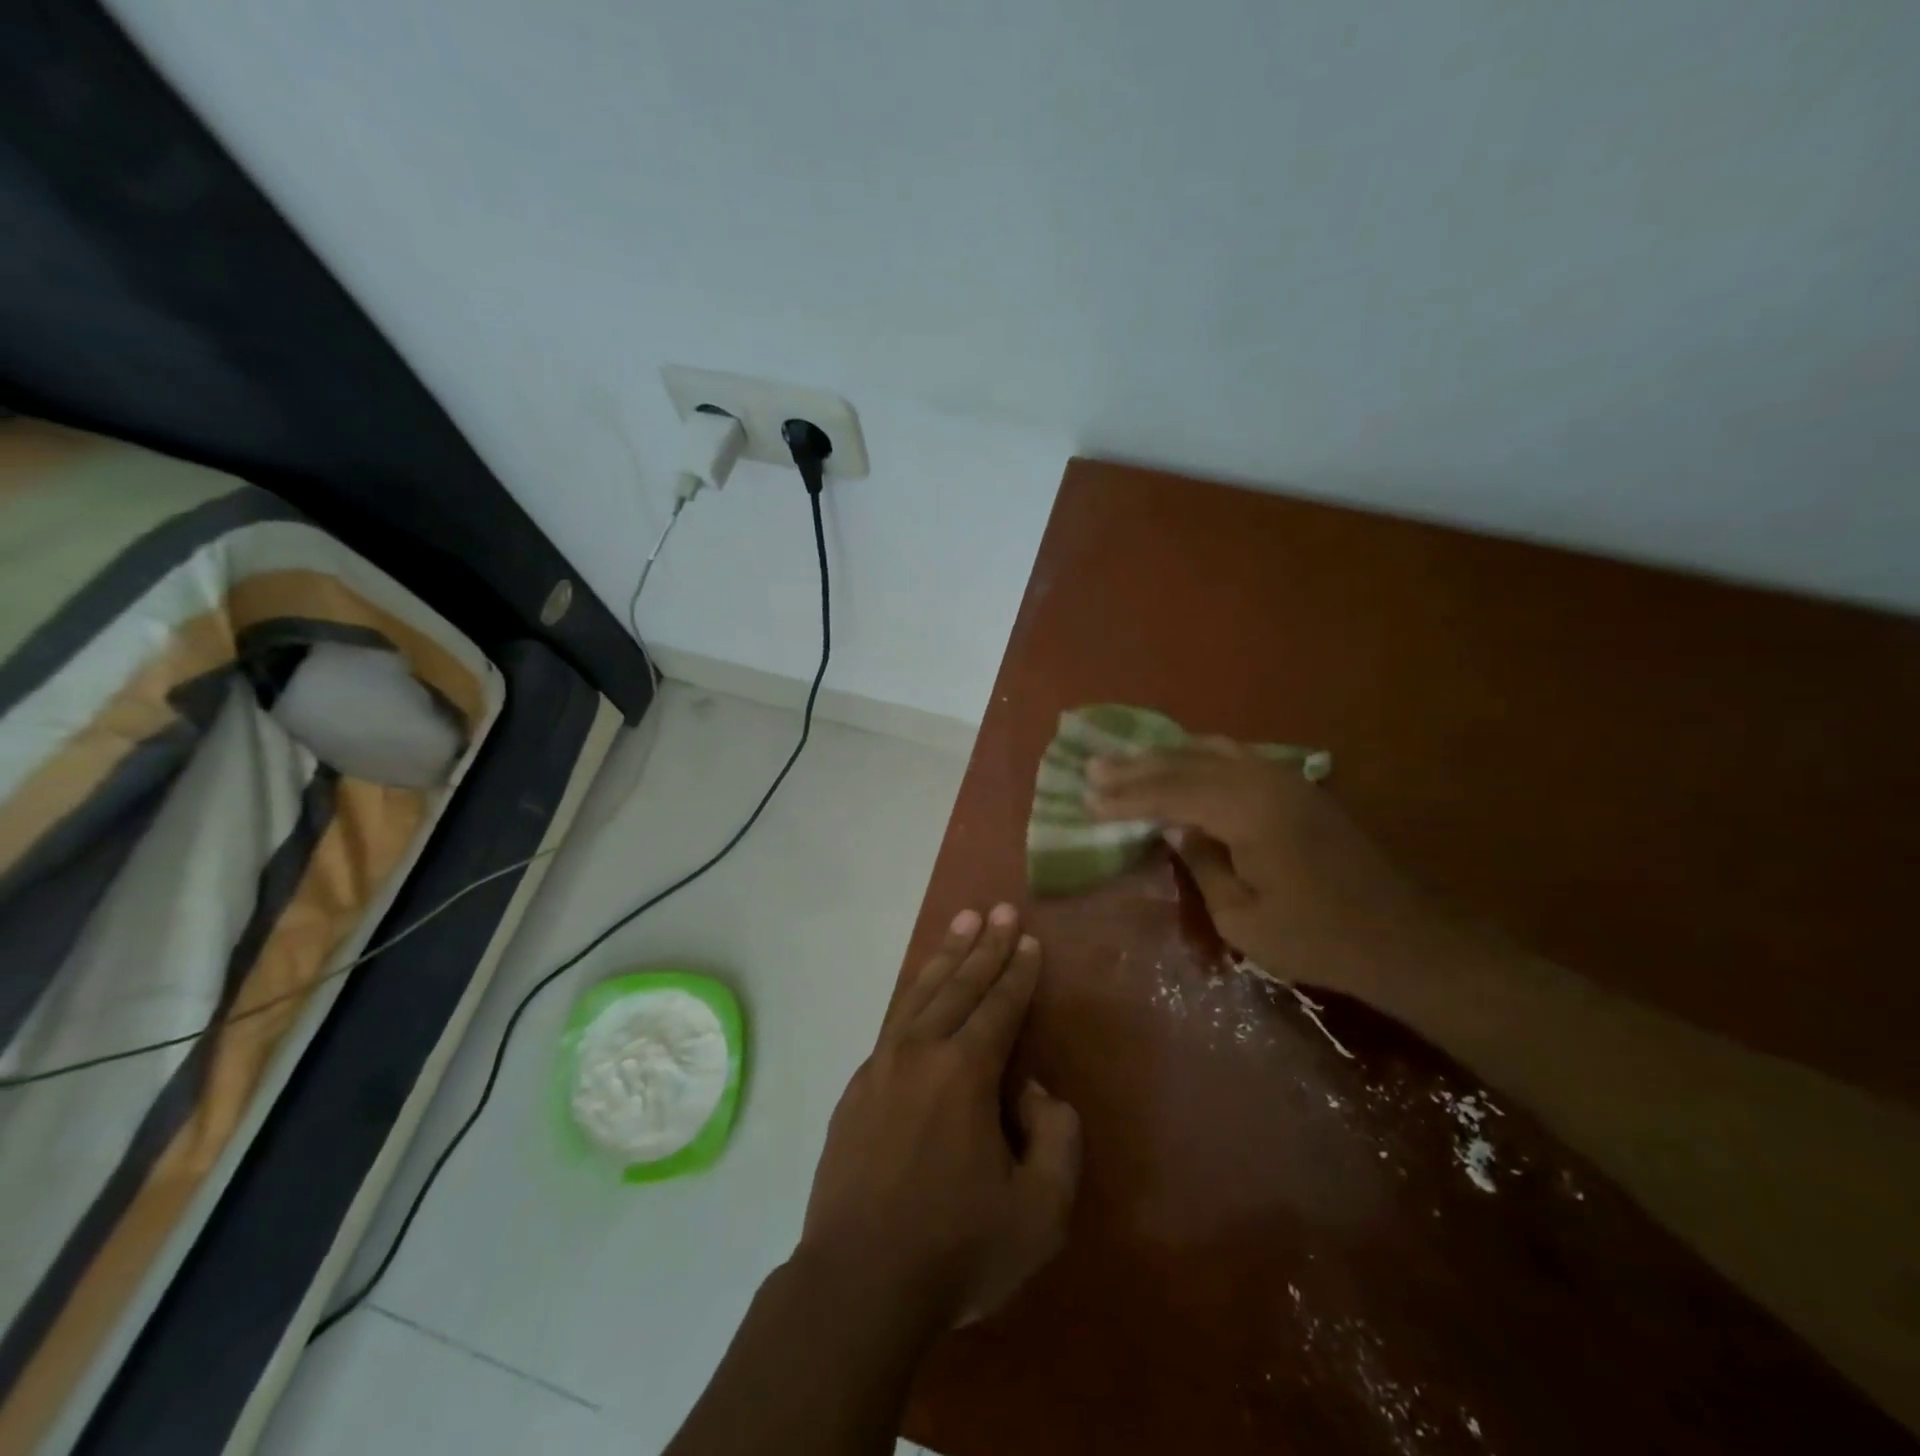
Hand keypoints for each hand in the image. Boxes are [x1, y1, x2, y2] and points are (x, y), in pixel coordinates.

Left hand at [796, 904, 1080, 1329]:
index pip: (1000, 1006)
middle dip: (984, 946)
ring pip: (920, 994)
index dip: (1018, 971)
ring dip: (946, 957)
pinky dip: (915, 994)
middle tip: (997, 908)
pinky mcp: (856, 1089)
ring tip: (961, 922)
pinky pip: (894, 1023)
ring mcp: (881, 1066)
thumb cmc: (955, 1248)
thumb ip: (1056, 1139)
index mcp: (964, 1072)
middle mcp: (921, 1052)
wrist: (857, 1283)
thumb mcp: (1039, 1211)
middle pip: (959, 985)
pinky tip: (921, 990)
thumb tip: (1033, 1093)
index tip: (1027, 938)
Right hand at [1086, 741, 1440, 1002]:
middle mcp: (1263, 779)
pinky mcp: (1299, 786)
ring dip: (1166, 756)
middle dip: (1136, 768)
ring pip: (1211, 751)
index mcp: (1246, 810)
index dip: (1126, 797)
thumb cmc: (1317, 937)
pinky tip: (1184, 760)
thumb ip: (1201, 861)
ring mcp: (1285, 777)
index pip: (1170, 793)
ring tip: (1128, 759)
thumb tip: (1172, 825)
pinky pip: (1236, 756)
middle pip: (1185, 764)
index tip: (1087, 799)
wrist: (1403, 937)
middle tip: (1093, 767)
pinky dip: (1200, 756)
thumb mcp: (1242, 917)